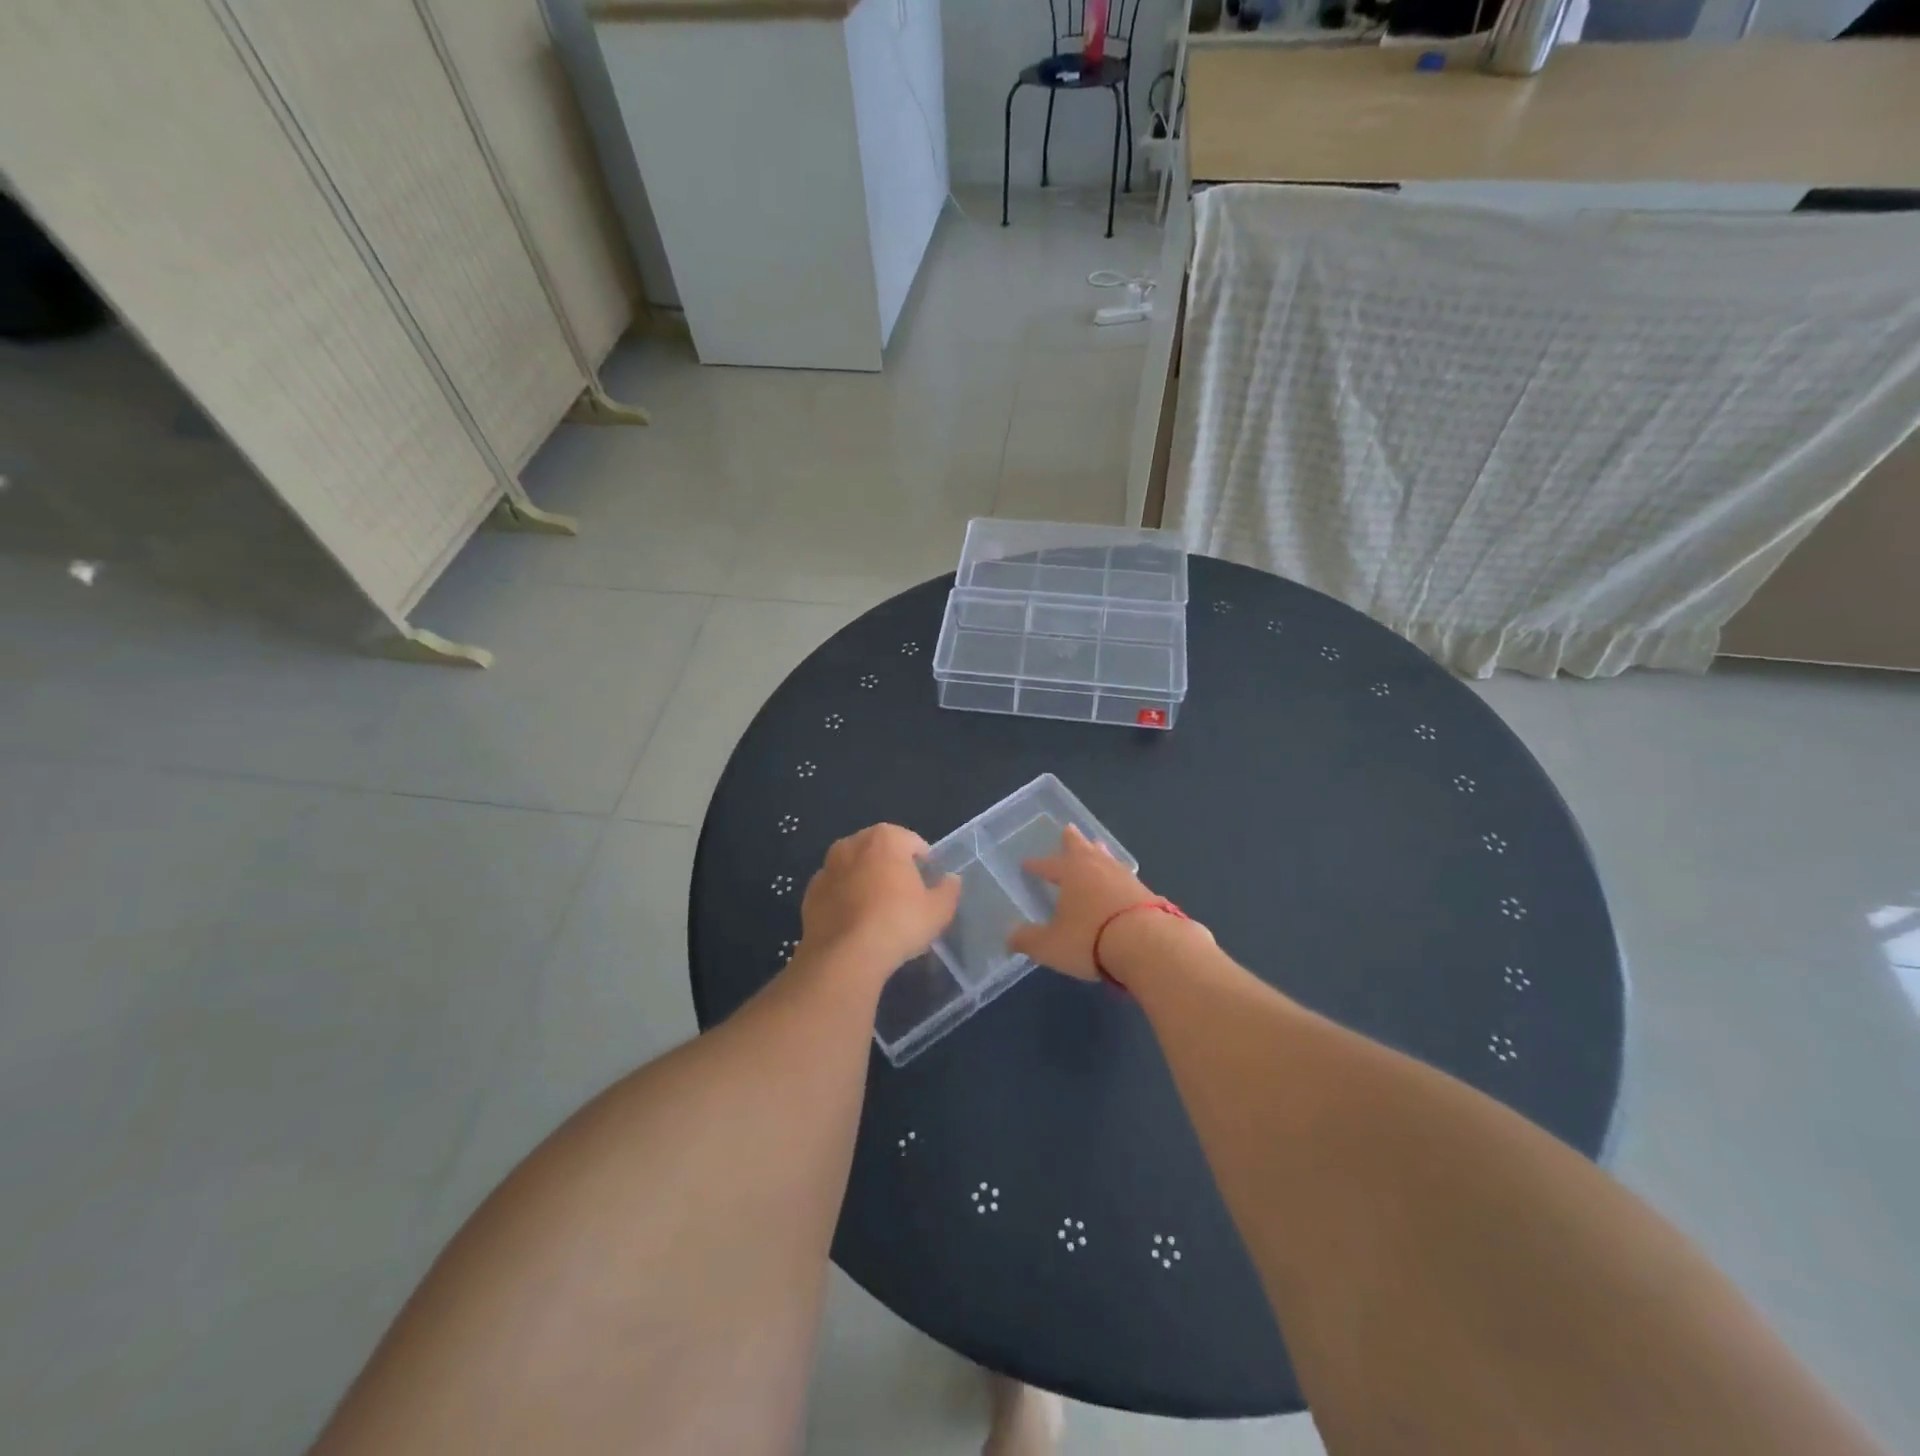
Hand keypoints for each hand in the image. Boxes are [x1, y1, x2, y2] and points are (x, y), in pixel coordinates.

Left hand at [799, 824, 961, 980]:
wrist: (845, 956)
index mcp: (885, 838)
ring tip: (878, 911)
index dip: (924, 863)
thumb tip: (951, 880)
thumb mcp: (939, 910)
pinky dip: (845, 900)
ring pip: (855, 869)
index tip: (929, 885)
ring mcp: (827, 868)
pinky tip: (856, 924)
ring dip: (866, 882)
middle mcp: (852, 844)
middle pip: (880, 852)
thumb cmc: (898, 923)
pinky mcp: (810, 893)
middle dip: (892, 868)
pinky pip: (836, 891)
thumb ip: (949, 890)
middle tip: (905, 897)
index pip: (912, 842)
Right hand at [1007, 825, 1162, 981]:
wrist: (1148, 944)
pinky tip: (1119, 883)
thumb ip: (1028, 940)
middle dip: (1073, 840)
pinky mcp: (1147, 892)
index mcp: (1071, 872)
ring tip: (1097, 847)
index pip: (1048, 865)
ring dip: (1098, 852)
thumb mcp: (1050, 945)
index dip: (1036, 865)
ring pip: (1107, 857)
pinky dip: (1116, 876)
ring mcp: (1125, 877)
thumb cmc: (1090, 939)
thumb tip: (1010, 938)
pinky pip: (1124, 877)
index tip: (1027, 864)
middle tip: (1068, 828)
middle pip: (1082, 847)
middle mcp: (1097, 866)